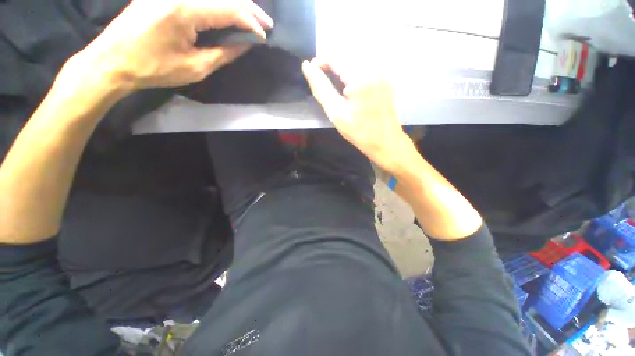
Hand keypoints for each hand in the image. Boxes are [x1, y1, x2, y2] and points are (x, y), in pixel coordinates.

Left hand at [71, 0, 272, 91]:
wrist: (113, 61)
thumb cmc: (154, 68)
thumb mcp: (195, 68)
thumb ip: (224, 54)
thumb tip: (245, 45)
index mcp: (185, 10)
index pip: (229, 9)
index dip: (251, 23)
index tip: (264, 36)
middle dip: (248, 8)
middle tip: (266, 23)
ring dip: (234, 4)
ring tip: (251, 17)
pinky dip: (217, 4)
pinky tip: (227, 11)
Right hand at [301, 59, 413, 172]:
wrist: (386, 142)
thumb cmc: (360, 132)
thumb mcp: (336, 113)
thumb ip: (321, 88)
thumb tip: (307, 66)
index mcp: (362, 76)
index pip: (335, 56)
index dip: (319, 62)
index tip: (312, 76)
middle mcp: (375, 67)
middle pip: (346, 55)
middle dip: (331, 67)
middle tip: (325, 86)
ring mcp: (383, 71)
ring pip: (355, 60)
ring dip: (341, 70)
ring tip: (336, 89)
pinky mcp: (386, 78)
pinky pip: (365, 67)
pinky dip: (353, 74)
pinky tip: (351, 90)